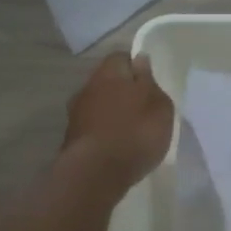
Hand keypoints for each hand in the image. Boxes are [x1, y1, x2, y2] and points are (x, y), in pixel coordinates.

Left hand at [62, 52, 173, 188]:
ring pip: (98, 105)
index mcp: (109, 72)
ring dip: (112, 113)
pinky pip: (93, 127)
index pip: (121, 57)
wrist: (95, 173)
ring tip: (131, 130)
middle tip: (143, 107)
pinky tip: (117, 146)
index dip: (136, 66)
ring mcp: (76, 114)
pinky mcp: (72, 138)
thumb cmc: (135, 132)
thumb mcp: (159, 105)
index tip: (149, 82)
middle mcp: (87, 87)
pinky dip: (104, 132)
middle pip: (107, 81)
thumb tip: (140, 60)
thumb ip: (150, 81)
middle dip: (123, 91)